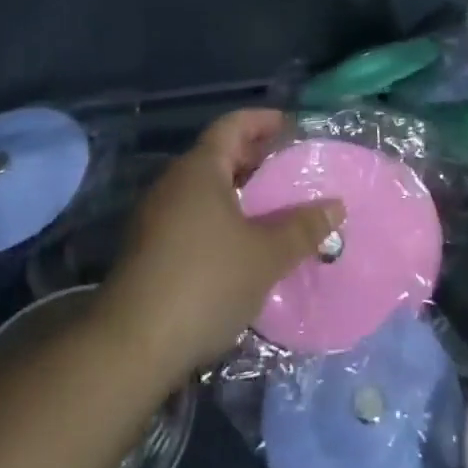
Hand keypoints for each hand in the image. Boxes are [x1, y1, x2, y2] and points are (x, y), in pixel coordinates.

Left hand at [98, 109, 343, 380]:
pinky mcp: (148, 249)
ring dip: (238, 191)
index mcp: (200, 169)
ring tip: (273, 208)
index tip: (291, 126)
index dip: (263, 120)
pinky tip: (242, 245)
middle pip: (218, 154)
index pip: (233, 125)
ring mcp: (155, 217)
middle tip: (289, 169)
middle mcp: (174, 183)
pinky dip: (220, 217)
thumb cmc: (205, 283)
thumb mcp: (266, 255)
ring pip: (204, 188)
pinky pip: (192, 216)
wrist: (131, 347)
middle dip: (254, 157)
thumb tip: (336, 205)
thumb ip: (302, 227)